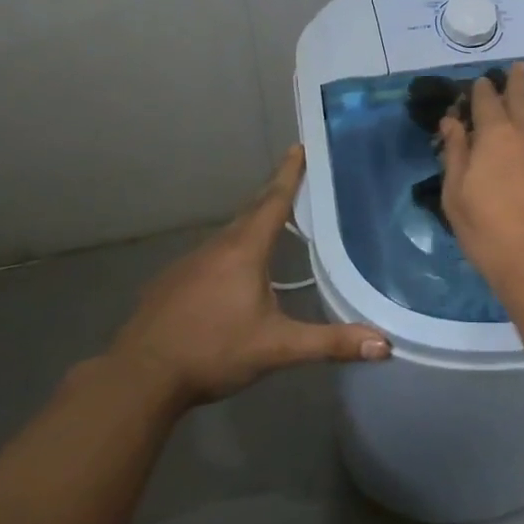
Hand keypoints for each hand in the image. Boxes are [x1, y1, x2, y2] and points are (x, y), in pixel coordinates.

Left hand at [107, 147, 389, 409]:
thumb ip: (329, 343)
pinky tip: (232, 274)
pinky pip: (210, 255)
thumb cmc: (213, 352)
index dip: (289, 173)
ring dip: (252, 224)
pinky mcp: (171, 282)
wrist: (139, 378)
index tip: (299, 146)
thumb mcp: (277, 348)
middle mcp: (217, 247)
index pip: (274, 201)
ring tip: (272, 225)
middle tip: (295, 179)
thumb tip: (385, 345)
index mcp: (245, 250)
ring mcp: (189, 263)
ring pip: (229, 235)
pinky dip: (229, 251)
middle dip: (274, 194)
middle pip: (252, 212)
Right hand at [439, 62, 523, 289]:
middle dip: (516, 80)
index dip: (482, 90)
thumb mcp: (457, 195)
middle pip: (521, 97)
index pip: (486, 102)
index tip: (481, 82)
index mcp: (493, 135)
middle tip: (517, 66)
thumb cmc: (489, 231)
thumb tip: (451, 121)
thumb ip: (456, 154)